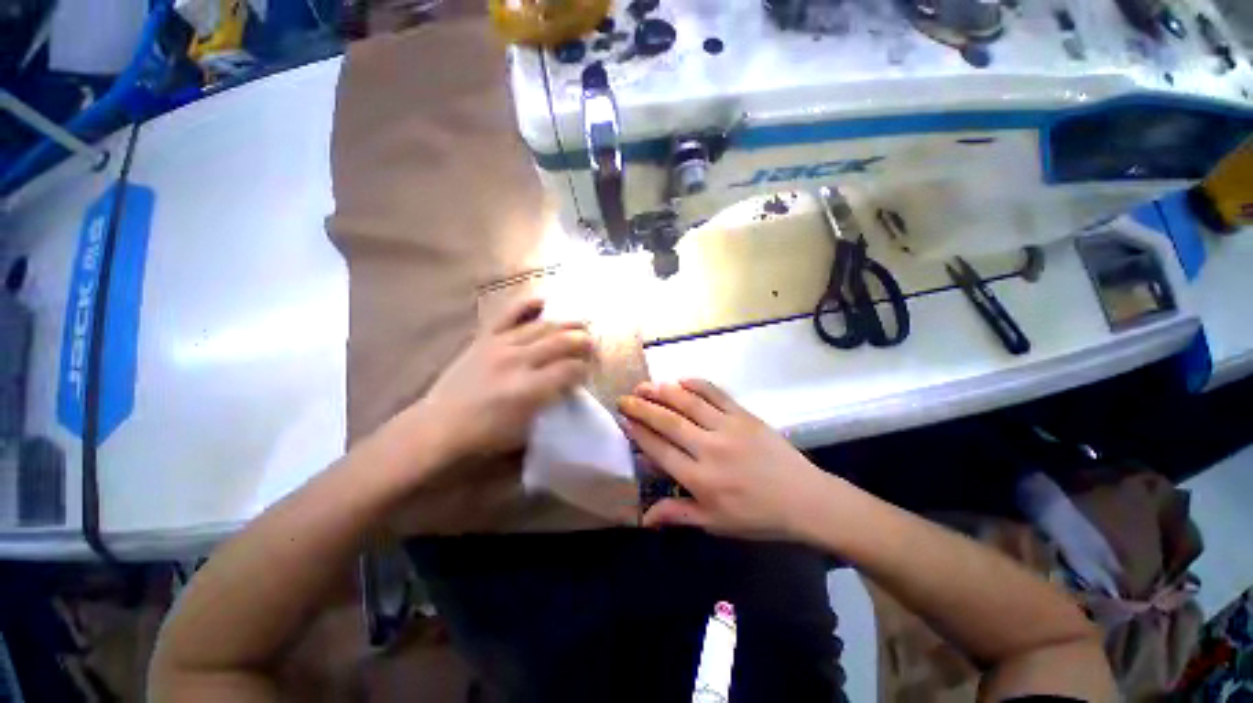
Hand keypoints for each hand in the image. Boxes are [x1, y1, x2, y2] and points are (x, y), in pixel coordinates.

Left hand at [420, 297, 593, 462]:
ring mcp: (500, 345)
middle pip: (562, 342)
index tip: (589, 371)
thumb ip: (552, 403)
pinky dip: (528, 305)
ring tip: (581, 324)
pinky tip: (544, 302)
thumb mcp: (527, 429)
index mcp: (529, 389)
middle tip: (593, 345)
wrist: (439, 425)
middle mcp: (518, 361)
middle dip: (584, 341)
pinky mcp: (485, 338)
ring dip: (567, 324)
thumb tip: (570, 384)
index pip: (571, 369)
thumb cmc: (486, 435)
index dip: (586, 369)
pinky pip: (509, 313)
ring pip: (543, 326)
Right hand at [617, 379, 829, 540]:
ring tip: (645, 385)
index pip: (659, 450)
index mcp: (700, 479)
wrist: (805, 499)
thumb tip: (643, 518)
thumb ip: (677, 514)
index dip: (638, 433)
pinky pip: (716, 393)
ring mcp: (728, 428)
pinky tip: (680, 380)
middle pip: (668, 422)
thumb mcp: (715, 523)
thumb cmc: (757, 516)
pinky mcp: (744, 415)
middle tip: (625, 398)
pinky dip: (696, 384)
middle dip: (642, 408)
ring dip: (663, 391)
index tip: (624, 420)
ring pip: (688, 403)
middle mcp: (709, 449)